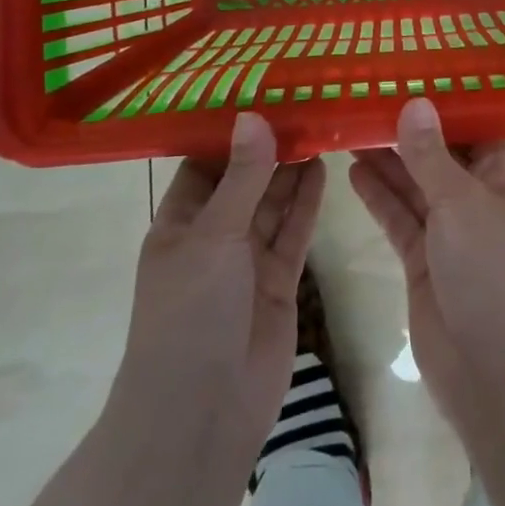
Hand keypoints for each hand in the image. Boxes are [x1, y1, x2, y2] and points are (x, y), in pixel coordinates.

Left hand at [118, 111, 325, 433]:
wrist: (202, 413)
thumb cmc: (190, 315)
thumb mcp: (212, 237)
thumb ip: (241, 177)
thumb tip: (253, 116)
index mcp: (180, 224)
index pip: (204, 164)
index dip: (229, 132)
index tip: (261, 92)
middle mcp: (213, 237)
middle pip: (245, 180)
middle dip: (269, 146)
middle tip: (303, 102)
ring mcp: (247, 261)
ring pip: (273, 203)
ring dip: (292, 170)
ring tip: (319, 125)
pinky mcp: (280, 281)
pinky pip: (294, 232)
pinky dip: (307, 203)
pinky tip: (324, 169)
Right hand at [348, 98, 504, 413]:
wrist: (494, 369)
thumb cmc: (490, 270)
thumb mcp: (460, 202)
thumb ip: (431, 155)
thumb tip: (414, 102)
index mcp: (499, 176)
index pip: (470, 128)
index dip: (441, 105)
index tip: (406, 78)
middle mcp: (474, 198)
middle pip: (435, 155)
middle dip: (404, 131)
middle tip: (362, 101)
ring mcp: (447, 231)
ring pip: (412, 186)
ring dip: (385, 161)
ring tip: (348, 128)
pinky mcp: (422, 261)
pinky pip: (398, 219)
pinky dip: (378, 197)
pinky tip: (352, 172)